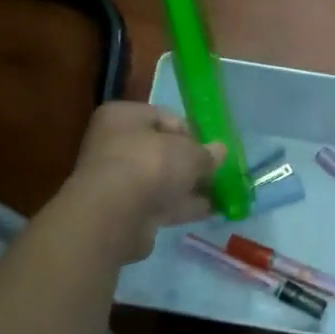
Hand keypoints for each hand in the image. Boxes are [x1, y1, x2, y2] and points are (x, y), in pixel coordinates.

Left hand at [65, 102, 226, 262]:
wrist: (114, 216)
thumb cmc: (150, 165)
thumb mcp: (189, 152)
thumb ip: (206, 153)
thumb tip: (220, 151)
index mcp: (122, 117)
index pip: (165, 117)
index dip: (191, 133)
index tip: (210, 150)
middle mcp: (114, 144)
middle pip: (162, 150)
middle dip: (190, 163)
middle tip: (215, 173)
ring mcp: (117, 179)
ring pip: (160, 179)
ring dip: (187, 186)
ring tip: (218, 194)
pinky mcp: (122, 210)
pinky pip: (157, 203)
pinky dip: (180, 206)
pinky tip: (207, 212)